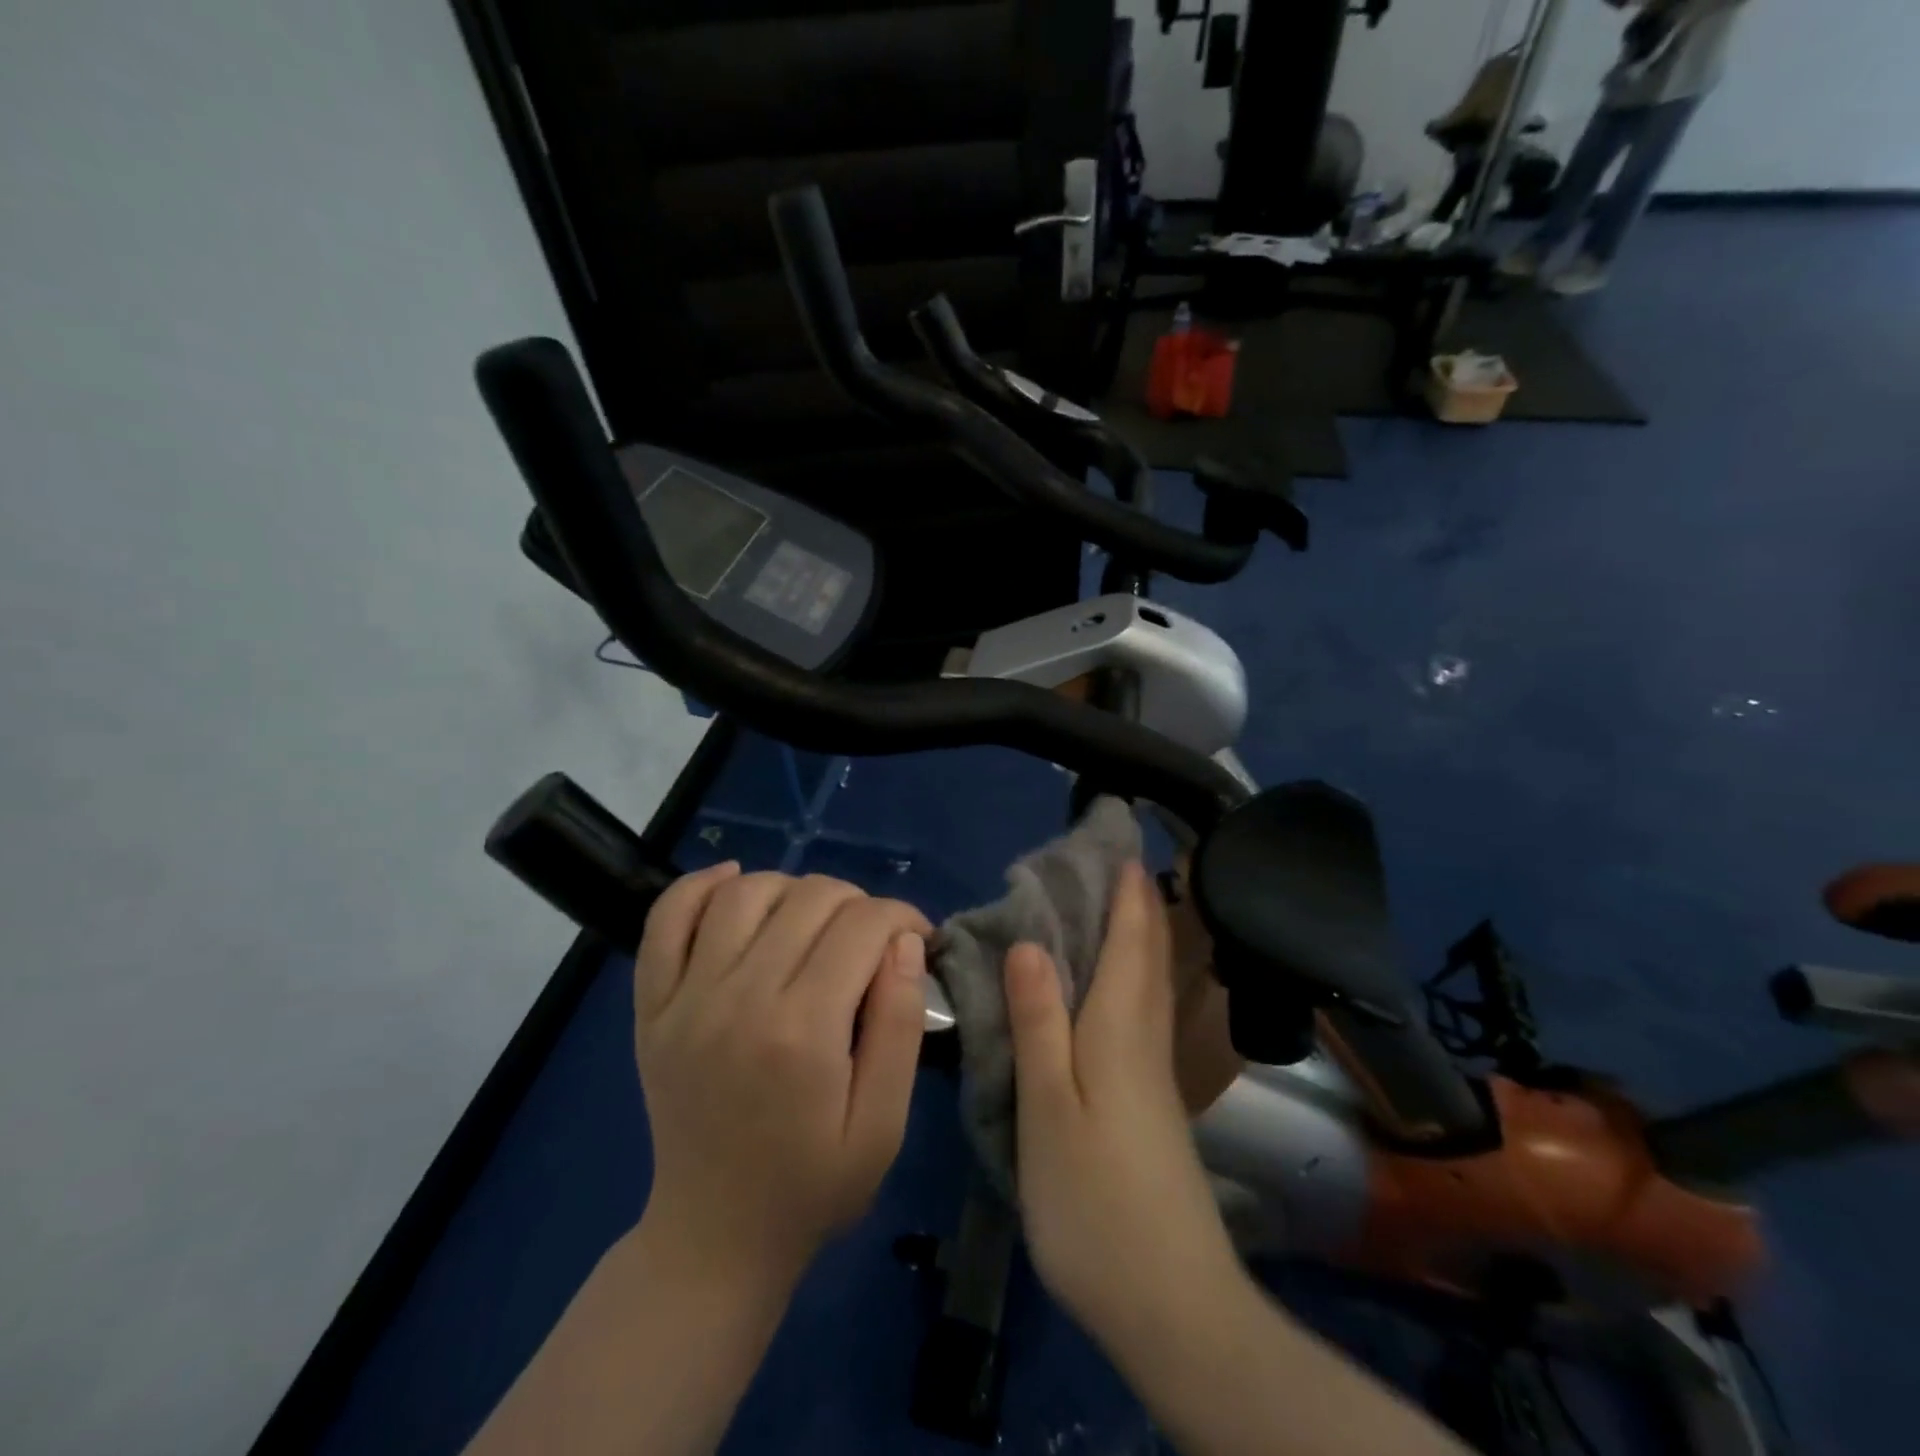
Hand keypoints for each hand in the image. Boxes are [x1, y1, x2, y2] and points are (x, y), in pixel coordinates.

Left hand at [633, 865, 929, 1286]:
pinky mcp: (651, 1004)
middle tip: (873, 939)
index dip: (902, 917)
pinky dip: (701, 886)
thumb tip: (906, 941)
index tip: (917, 937)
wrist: (714, 1236)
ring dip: (794, 889)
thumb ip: (900, 1026)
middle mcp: (738, 998)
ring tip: (815, 921)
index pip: (862, 925)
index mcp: (802, 1031)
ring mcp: (685, 997)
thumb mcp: (883, 1125)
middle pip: (810, 897)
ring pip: (746, 891)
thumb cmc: (813, 1185)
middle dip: (859, 903)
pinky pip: (666, 917)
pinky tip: (736, 885)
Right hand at [1004, 861, 1240, 1341]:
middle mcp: (1145, 1041)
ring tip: (1118, 906)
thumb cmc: (1095, 1202)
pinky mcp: (1152, 1104)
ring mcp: (1154, 1076)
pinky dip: (1132, 980)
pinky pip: (1142, 1015)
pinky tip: (1112, 989)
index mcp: (1120, 1031)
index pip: (1130, 942)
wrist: (1170, 1303)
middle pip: (1149, 958)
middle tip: (1119, 862)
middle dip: (1140, 905)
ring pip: (1151, 986)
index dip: (1128, 892)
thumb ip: (1038, 1025)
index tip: (1121, 844)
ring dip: (1141, 938)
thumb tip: (1030, 944)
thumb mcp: (1048, 1111)